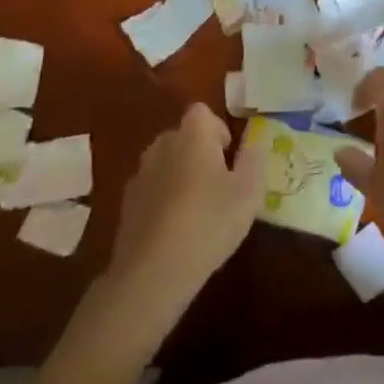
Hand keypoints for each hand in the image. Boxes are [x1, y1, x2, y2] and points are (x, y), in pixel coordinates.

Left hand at [109, 104, 265, 313]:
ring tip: (198, 209)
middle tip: (220, 183)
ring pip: (165, 163)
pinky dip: (163, 200)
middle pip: (182, 136)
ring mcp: (140, 175)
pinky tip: (176, 230)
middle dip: (199, 152)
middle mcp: (162, 146)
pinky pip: (152, 190)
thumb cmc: (210, 221)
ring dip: (180, 176)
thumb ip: (255, 159)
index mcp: (192, 136)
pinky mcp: (126, 205)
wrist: (153, 271)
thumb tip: (256, 140)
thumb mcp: (249, 191)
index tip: (229, 156)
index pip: (202, 112)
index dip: (217, 128)